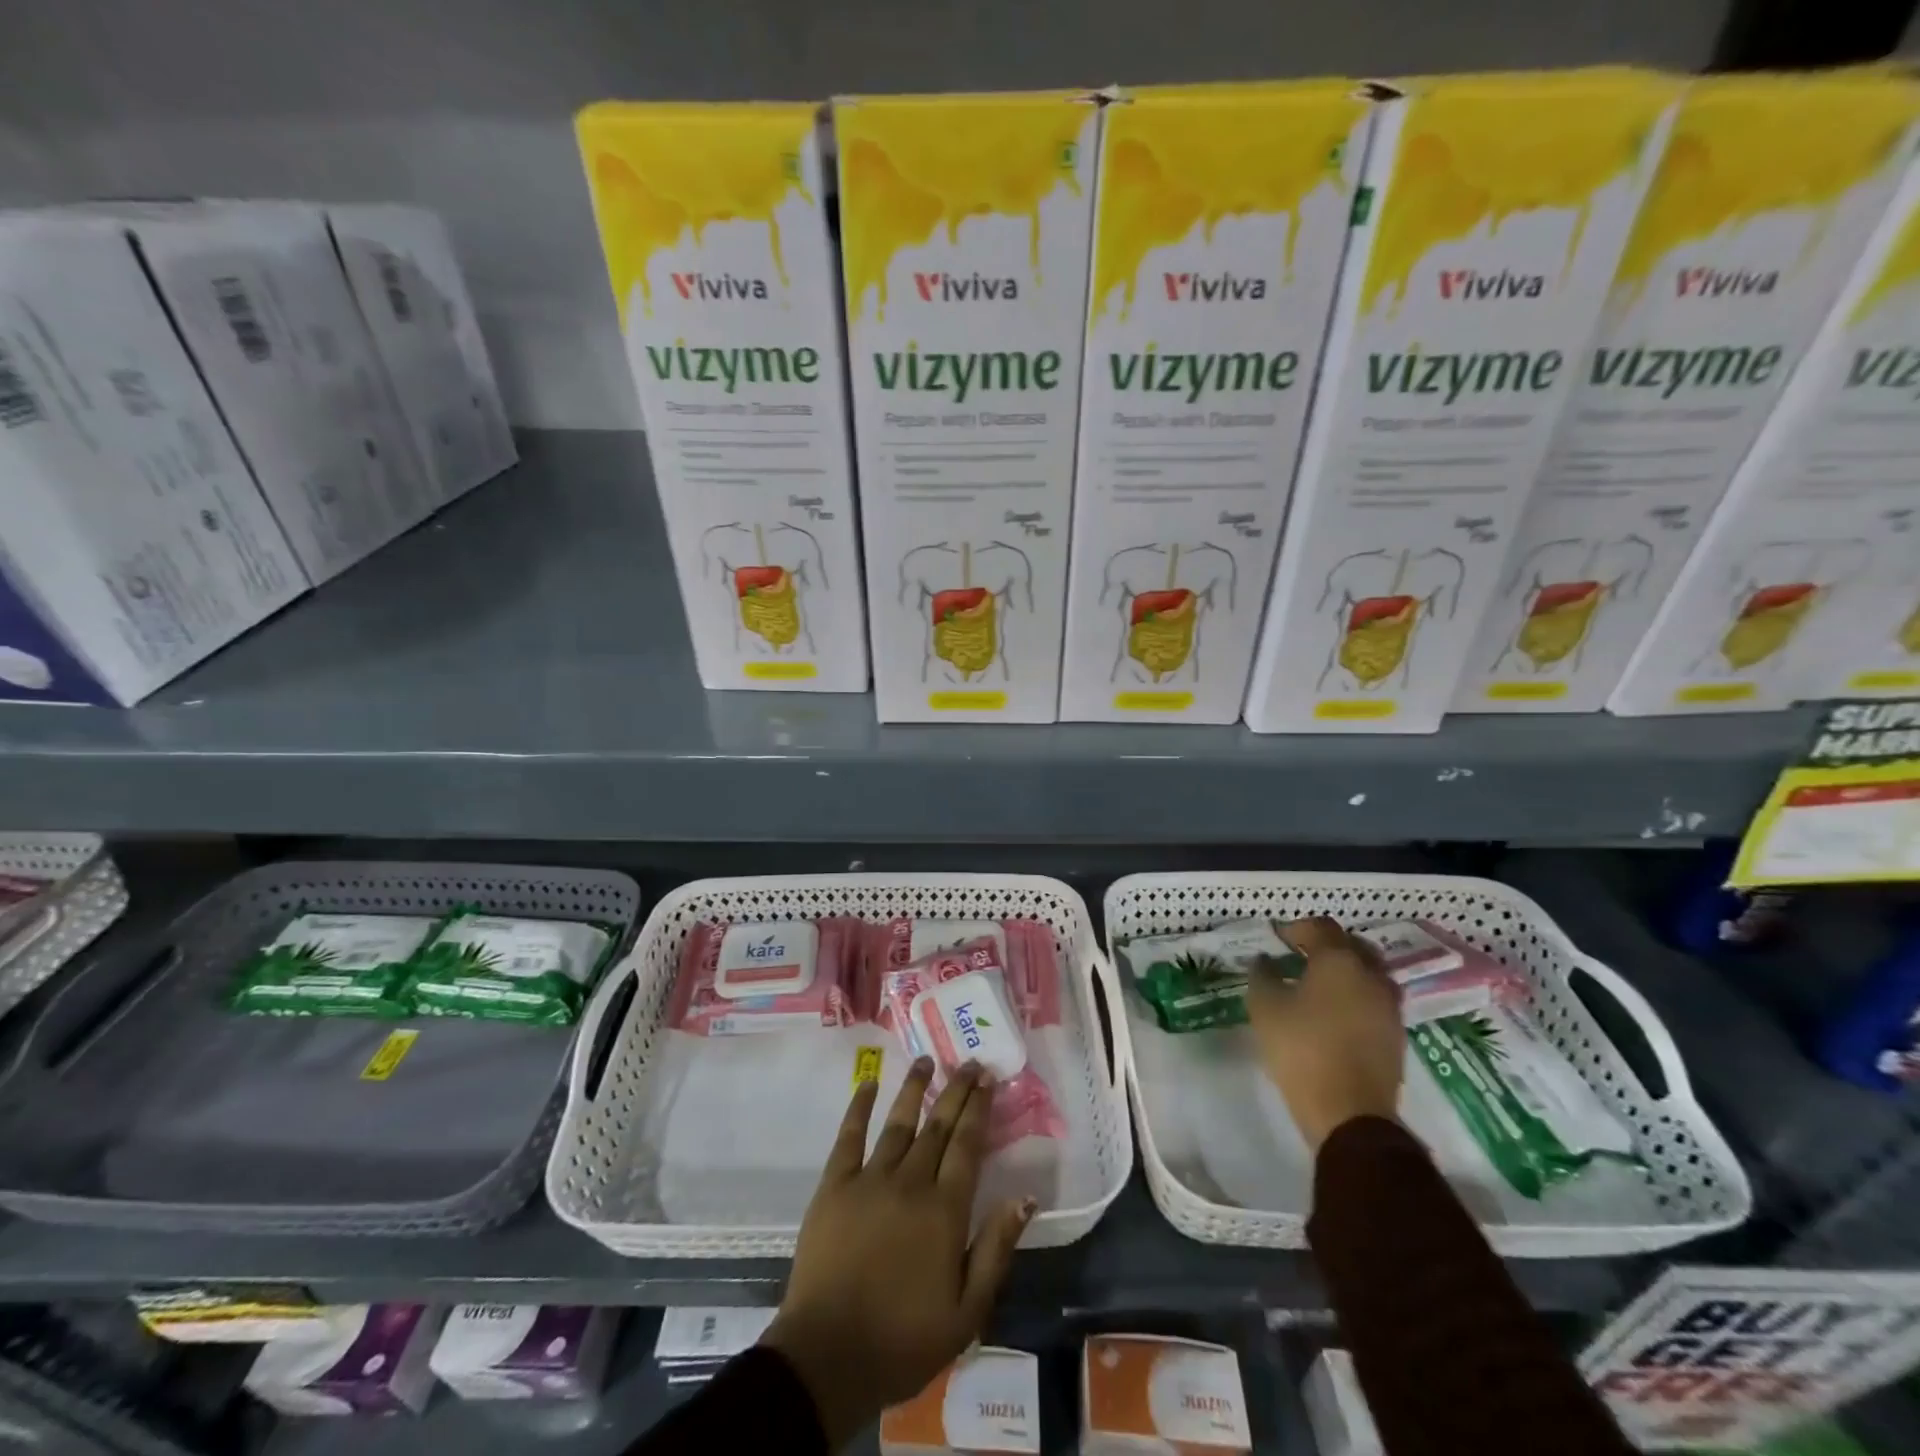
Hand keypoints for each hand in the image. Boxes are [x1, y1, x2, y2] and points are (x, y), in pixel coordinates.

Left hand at [762, 1059, 1034, 1448]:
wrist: (828, 1357)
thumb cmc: (903, 1340)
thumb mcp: (967, 1312)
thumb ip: (997, 1249)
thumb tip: (1026, 1197)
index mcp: (944, 1210)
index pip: (967, 1145)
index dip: (979, 1108)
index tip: (988, 1079)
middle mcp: (910, 1182)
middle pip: (938, 1126)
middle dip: (956, 1090)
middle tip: (969, 1062)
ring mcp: (869, 1179)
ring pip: (898, 1122)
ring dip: (914, 1088)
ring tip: (926, 1059)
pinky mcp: (834, 1185)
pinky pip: (849, 1136)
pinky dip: (859, 1106)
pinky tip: (868, 1083)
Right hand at [1248, 916, 1403, 1150]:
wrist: (1349, 1113)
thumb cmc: (1302, 1049)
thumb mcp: (1265, 1007)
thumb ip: (1262, 976)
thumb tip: (1265, 961)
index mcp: (1339, 961)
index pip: (1320, 928)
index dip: (1296, 928)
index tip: (1277, 939)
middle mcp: (1371, 976)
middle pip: (1352, 946)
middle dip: (1327, 945)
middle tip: (1301, 956)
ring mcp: (1389, 1007)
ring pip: (1369, 974)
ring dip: (1346, 972)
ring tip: (1318, 986)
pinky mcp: (1395, 1036)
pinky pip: (1375, 1001)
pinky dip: (1356, 997)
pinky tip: (1334, 1014)